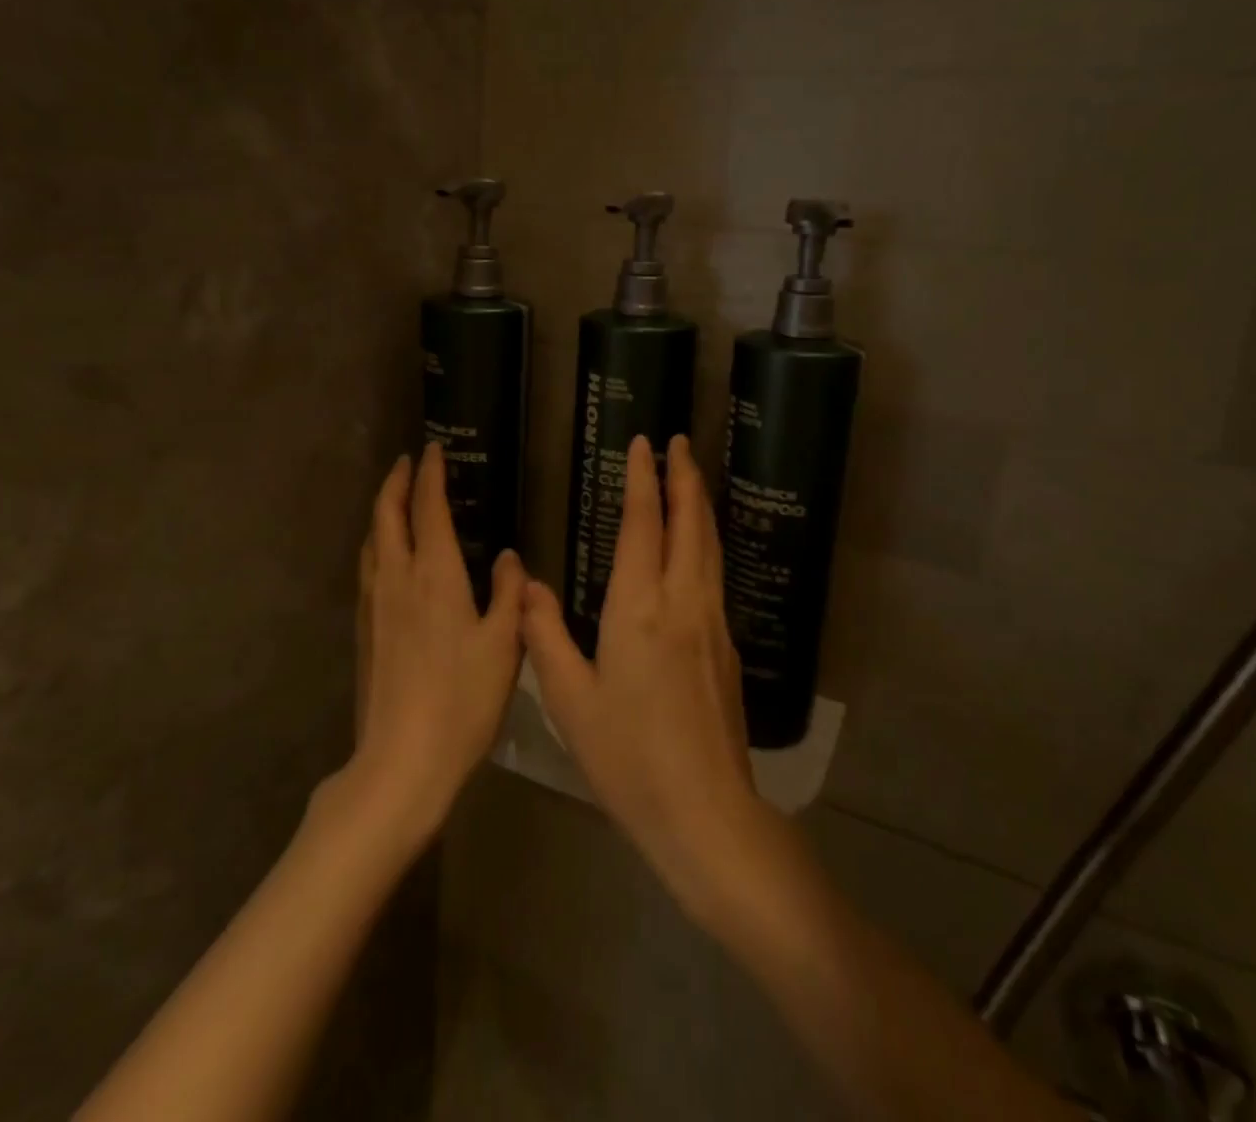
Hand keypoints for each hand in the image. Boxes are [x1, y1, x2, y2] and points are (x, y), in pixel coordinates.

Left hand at [350, 443, 525, 837]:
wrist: (402, 760)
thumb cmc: (463, 700)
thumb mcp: (503, 644)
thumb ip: (509, 593)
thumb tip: (510, 557)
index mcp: (434, 576)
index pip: (428, 508)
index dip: (431, 475)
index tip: (434, 449)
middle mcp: (396, 579)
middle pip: (387, 516)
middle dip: (397, 482)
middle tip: (410, 462)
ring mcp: (373, 605)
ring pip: (372, 541)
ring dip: (383, 511)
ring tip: (397, 499)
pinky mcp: (364, 631)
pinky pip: (368, 567)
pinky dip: (378, 543)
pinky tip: (388, 557)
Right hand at [522, 435, 766, 916]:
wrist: (706, 813)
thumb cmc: (628, 758)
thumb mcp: (570, 700)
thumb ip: (545, 636)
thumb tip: (527, 585)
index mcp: (640, 609)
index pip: (644, 525)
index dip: (643, 480)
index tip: (644, 444)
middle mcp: (684, 603)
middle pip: (690, 524)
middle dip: (684, 477)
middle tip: (678, 442)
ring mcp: (713, 623)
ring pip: (710, 546)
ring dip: (699, 505)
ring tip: (691, 478)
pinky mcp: (728, 647)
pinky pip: (715, 574)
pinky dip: (705, 541)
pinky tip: (698, 547)